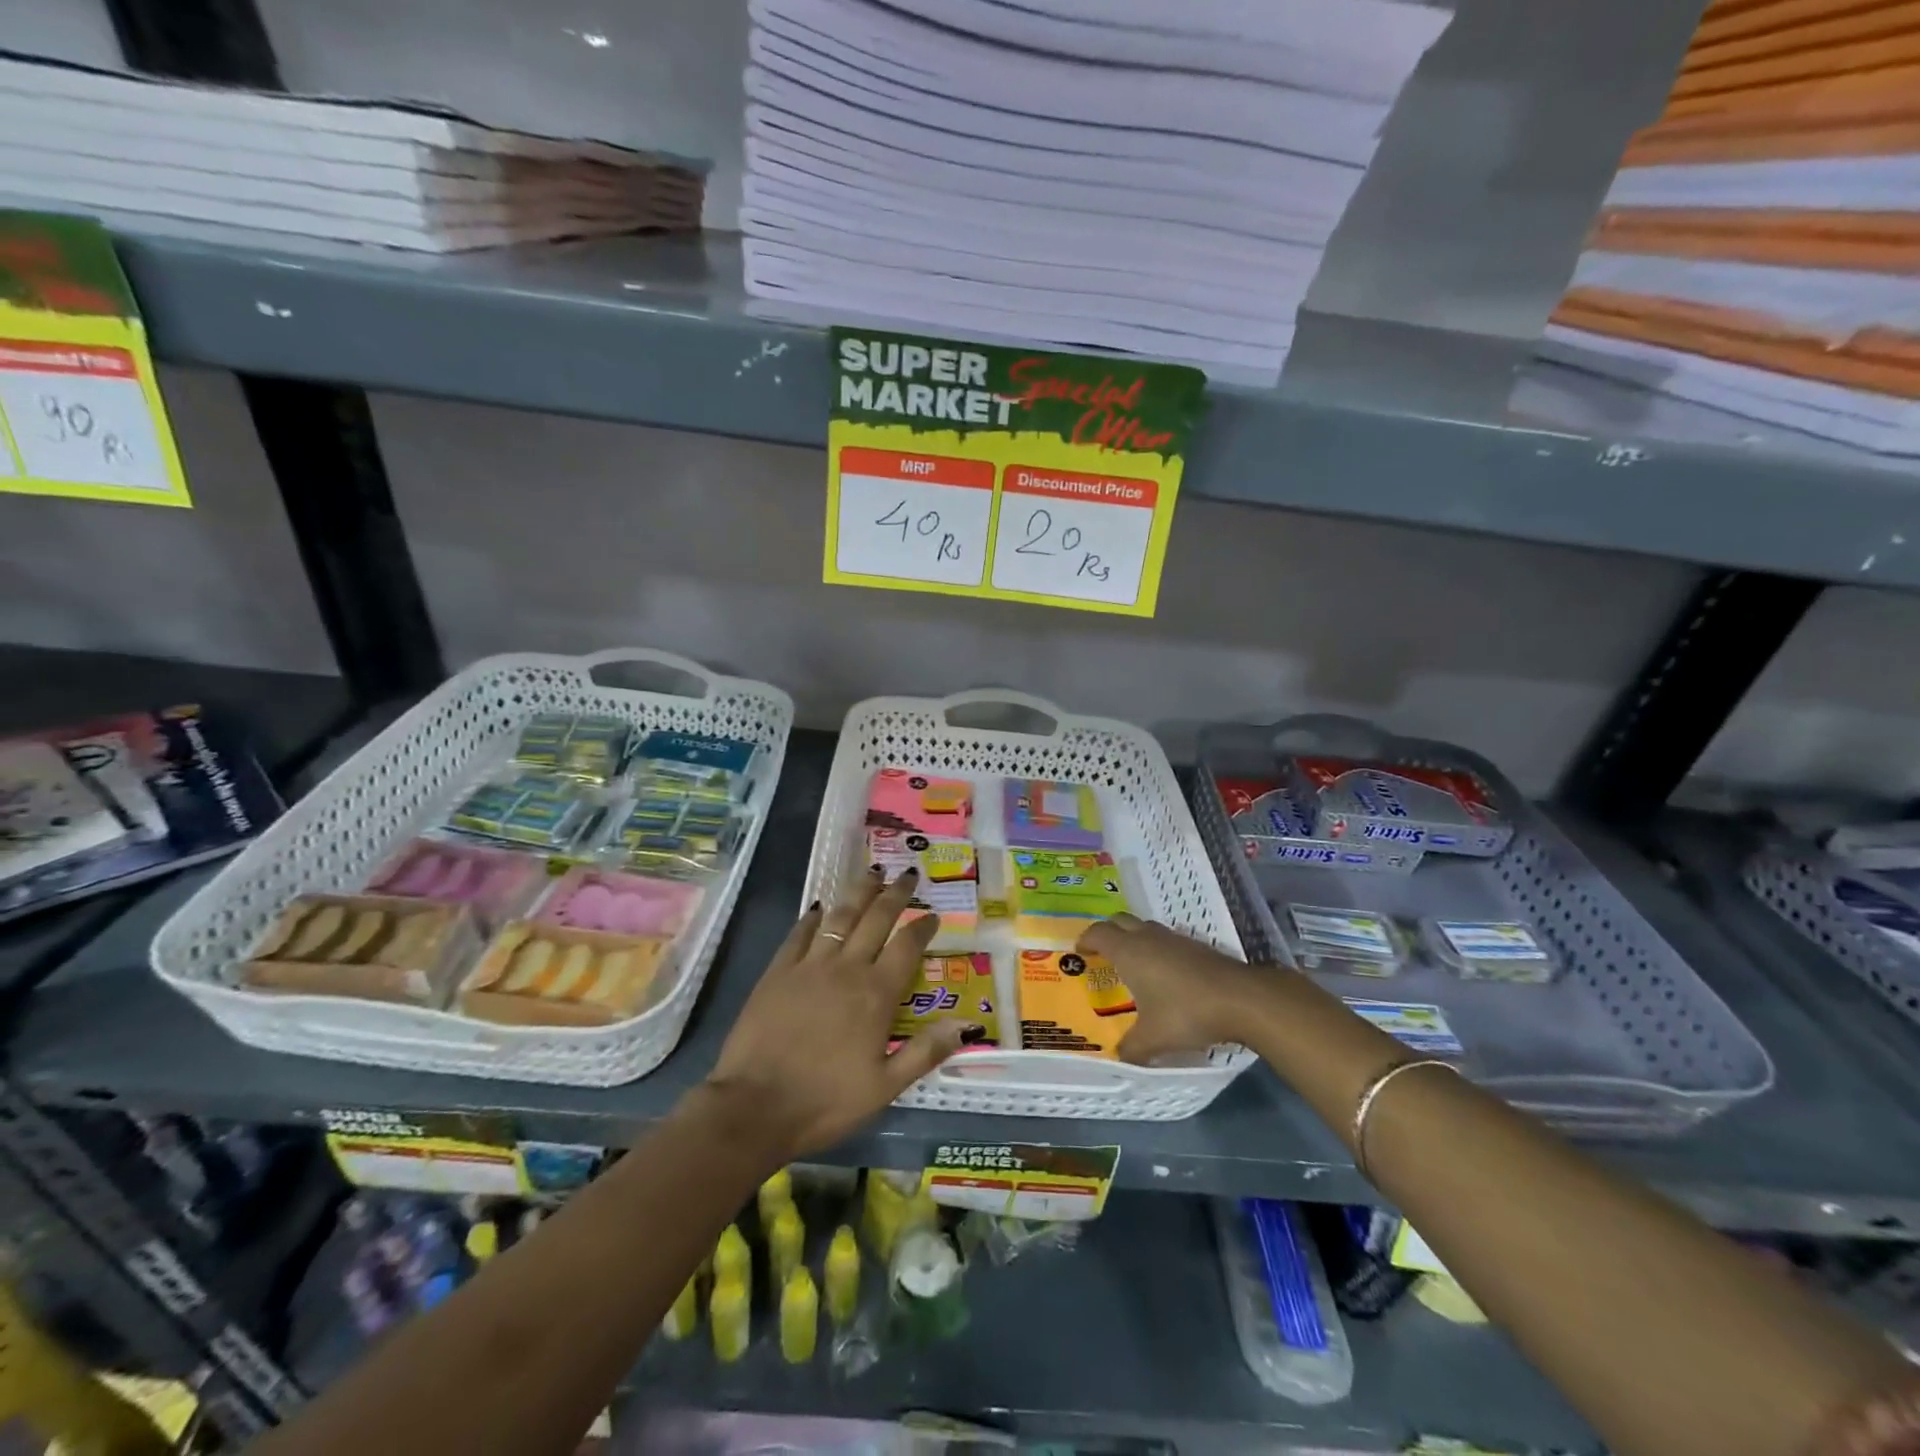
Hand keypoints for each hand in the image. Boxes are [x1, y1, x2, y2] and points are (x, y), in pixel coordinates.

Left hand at [703, 867, 970, 1159]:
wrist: (755, 1106)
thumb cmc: (826, 1101)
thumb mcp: (885, 1087)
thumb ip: (925, 1052)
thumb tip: (965, 1024)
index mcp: (876, 994)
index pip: (907, 947)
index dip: (923, 927)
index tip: (933, 915)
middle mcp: (846, 969)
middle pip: (876, 919)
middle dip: (895, 894)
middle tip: (907, 874)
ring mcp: (809, 966)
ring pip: (840, 916)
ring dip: (859, 892)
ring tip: (872, 872)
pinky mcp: (778, 971)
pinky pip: (799, 934)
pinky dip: (812, 917)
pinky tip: (819, 906)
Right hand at [1078, 912, 1262, 1064]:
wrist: (1241, 999)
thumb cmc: (1186, 1012)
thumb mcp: (1153, 1038)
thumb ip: (1132, 1048)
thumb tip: (1120, 1058)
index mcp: (1129, 951)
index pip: (1098, 933)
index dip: (1085, 940)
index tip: (1079, 952)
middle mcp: (1148, 938)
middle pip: (1119, 921)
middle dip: (1107, 931)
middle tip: (1101, 952)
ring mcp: (1174, 939)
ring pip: (1145, 927)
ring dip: (1133, 937)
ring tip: (1132, 962)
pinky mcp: (1196, 946)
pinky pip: (1166, 939)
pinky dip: (1157, 948)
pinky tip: (1164, 973)